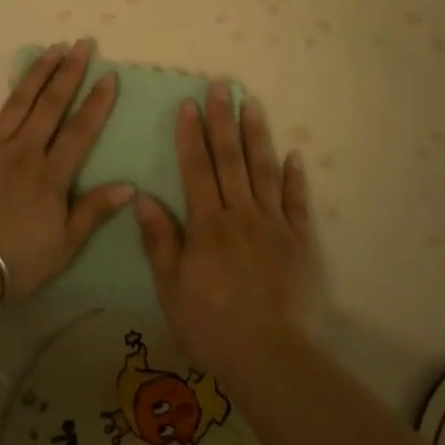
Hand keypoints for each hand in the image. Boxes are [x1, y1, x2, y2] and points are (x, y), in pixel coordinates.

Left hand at [0, 40, 133, 301]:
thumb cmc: (14, 260)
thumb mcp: (64, 245)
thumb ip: (94, 211)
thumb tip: (129, 185)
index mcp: (51, 174)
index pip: (80, 130)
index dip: (97, 102)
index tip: (109, 75)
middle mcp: (24, 150)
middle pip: (51, 105)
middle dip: (69, 72)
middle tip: (82, 44)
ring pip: (17, 102)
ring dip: (35, 73)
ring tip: (50, 48)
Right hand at [135, 83, 320, 376]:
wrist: (271, 358)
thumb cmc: (212, 325)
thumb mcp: (171, 288)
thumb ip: (160, 241)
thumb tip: (144, 197)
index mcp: (208, 224)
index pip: (197, 169)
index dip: (192, 135)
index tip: (189, 104)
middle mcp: (241, 215)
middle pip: (231, 159)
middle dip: (224, 121)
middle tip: (222, 86)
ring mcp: (275, 226)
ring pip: (264, 171)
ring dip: (257, 136)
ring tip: (253, 104)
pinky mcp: (301, 243)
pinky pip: (298, 203)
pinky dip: (295, 177)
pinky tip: (293, 155)